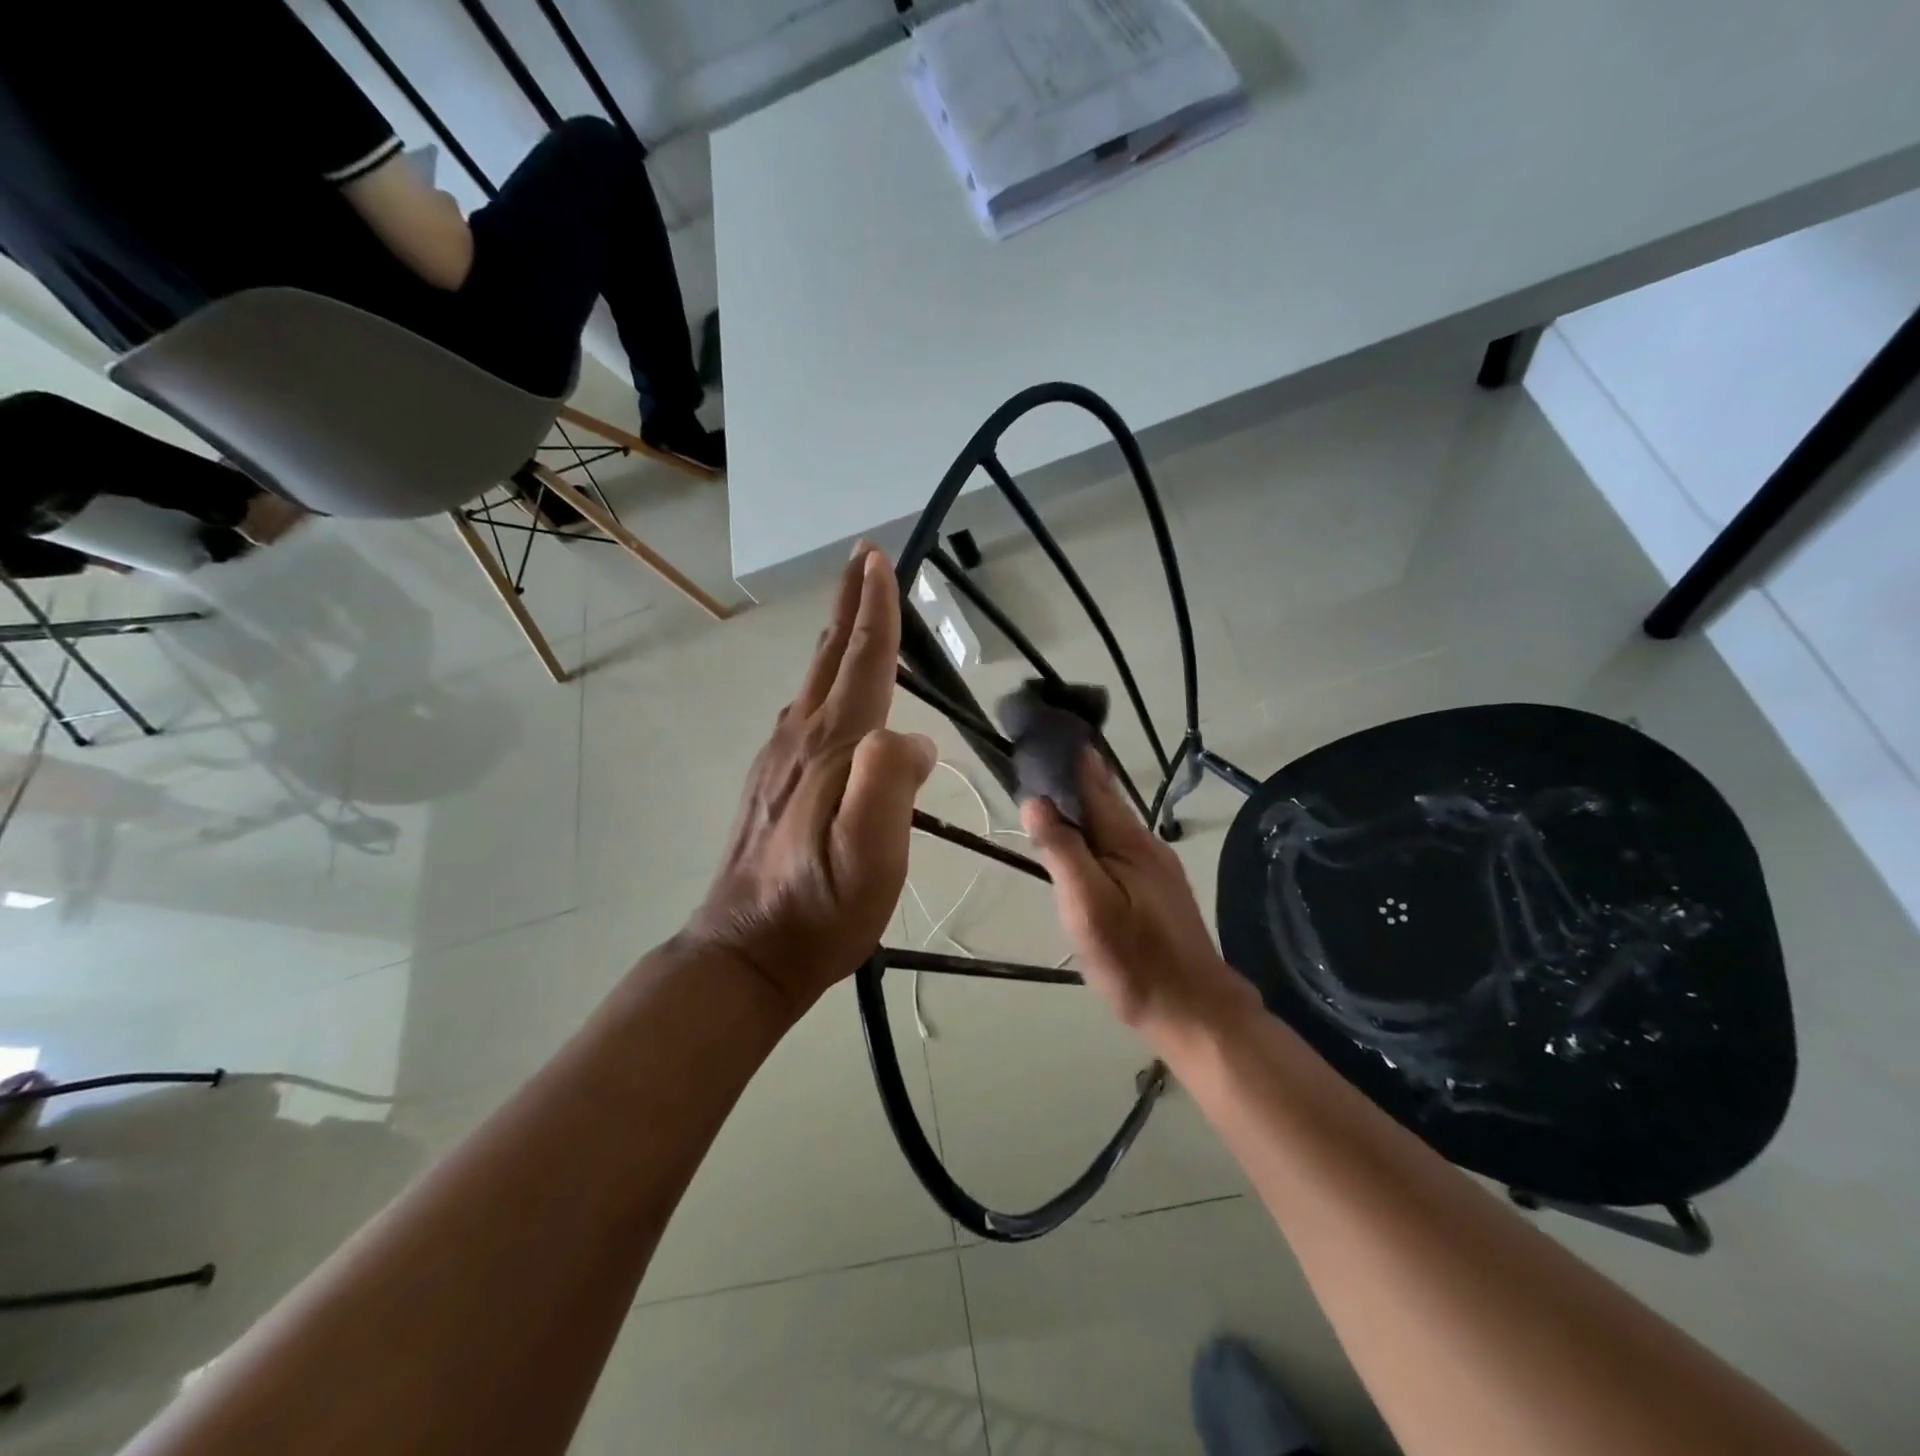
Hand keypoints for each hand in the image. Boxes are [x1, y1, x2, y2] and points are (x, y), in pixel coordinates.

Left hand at [684, 547, 935, 1015]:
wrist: (744, 953)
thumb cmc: (818, 911)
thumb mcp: (869, 860)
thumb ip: (888, 788)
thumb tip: (911, 739)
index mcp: (833, 749)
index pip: (862, 664)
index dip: (877, 612)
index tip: (879, 560)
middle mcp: (800, 739)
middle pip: (830, 657)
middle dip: (850, 604)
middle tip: (862, 558)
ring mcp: (778, 759)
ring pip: (813, 681)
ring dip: (836, 638)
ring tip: (852, 612)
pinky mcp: (770, 782)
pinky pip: (801, 712)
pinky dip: (820, 680)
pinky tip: (823, 691)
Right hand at [1022, 752, 1258, 1046]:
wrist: (1194, 1012)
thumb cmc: (1135, 960)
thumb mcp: (1088, 906)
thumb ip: (1062, 851)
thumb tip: (1035, 800)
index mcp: (1128, 840)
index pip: (1093, 783)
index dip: (1067, 759)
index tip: (1039, 737)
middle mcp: (1146, 845)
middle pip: (1104, 801)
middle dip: (1072, 781)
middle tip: (1035, 766)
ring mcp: (1156, 869)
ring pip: (1112, 827)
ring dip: (1082, 810)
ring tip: (1049, 801)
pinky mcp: (1157, 892)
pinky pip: (1119, 850)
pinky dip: (1094, 838)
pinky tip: (1082, 849)